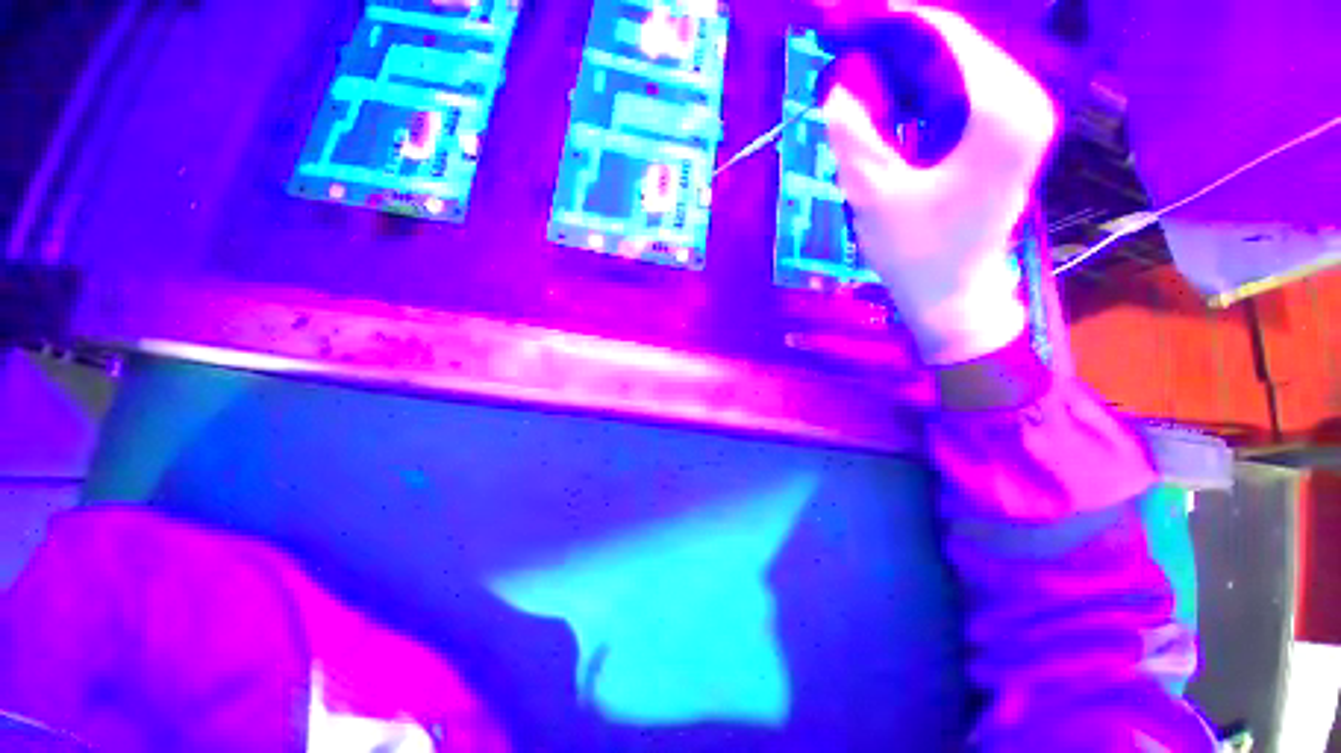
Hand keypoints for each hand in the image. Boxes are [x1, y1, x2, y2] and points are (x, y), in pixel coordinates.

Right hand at [820, 7, 1057, 364]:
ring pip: (954, 67)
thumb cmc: (917, 255)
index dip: (890, 20)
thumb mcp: (875, 195)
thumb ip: (855, 134)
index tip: (843, 19)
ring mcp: (1018, 116)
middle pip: (952, 45)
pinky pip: (958, 93)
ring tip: (854, 74)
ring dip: (904, 68)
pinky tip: (885, 102)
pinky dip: (918, 92)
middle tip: (842, 51)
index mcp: (1002, 110)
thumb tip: (837, 84)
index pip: (944, 33)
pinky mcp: (1004, 135)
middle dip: (894, 44)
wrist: (953, 297)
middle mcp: (1022, 99)